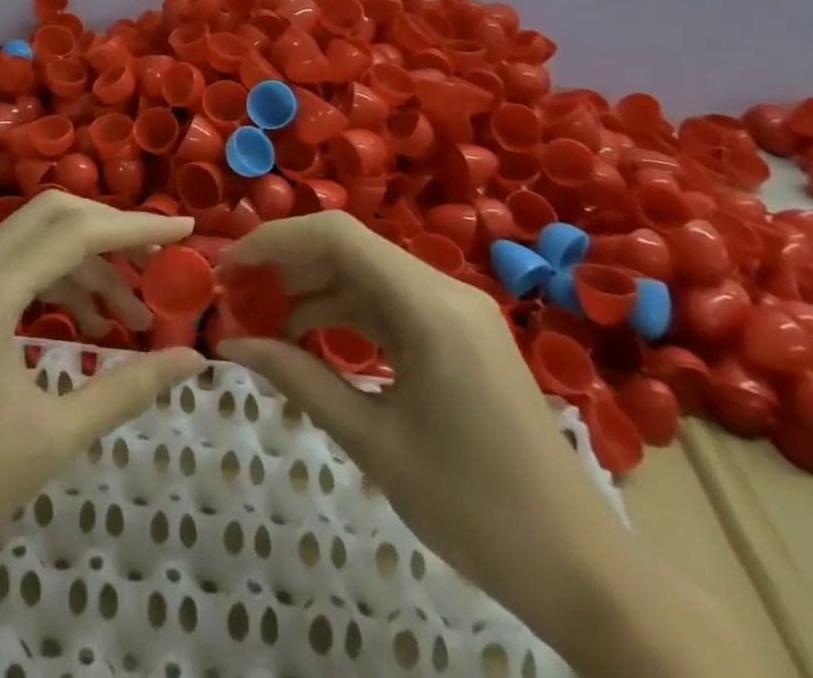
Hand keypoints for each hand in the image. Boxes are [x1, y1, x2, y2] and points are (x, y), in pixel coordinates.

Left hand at [0, 191, 205, 575]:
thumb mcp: (54, 437)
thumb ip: (127, 388)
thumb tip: (194, 359)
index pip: (73, 232)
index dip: (134, 228)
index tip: (186, 230)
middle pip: (51, 216)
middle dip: (110, 231)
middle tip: (158, 259)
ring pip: (32, 240)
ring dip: (85, 264)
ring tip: (131, 315)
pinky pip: (12, 267)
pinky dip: (55, 281)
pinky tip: (86, 323)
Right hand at [218, 213, 620, 608]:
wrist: (583, 574)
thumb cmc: (476, 510)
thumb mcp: (373, 442)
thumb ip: (298, 379)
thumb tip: (229, 345)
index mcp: (431, 307)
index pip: (337, 237)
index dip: (274, 241)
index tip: (229, 267)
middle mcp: (445, 291)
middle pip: (349, 249)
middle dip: (286, 264)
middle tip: (235, 292)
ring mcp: (456, 312)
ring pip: (366, 275)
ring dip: (311, 289)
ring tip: (261, 318)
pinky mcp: (459, 335)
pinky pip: (388, 304)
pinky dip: (343, 313)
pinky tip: (308, 338)